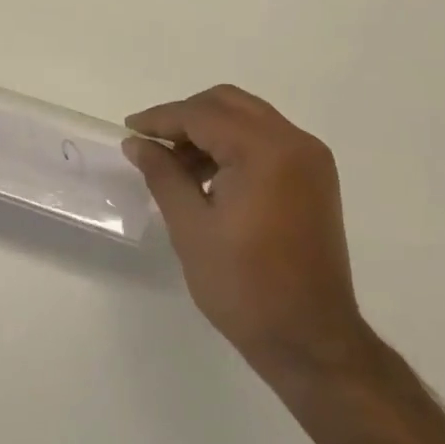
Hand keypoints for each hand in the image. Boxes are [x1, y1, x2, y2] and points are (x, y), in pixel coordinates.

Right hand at [123, 86, 371, 377]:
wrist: (310, 339)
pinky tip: (208, 177)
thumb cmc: (244, 285)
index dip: (160, 119)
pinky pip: (267, 141)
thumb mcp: (190, 227)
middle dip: (186, 117)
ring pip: (249, 119)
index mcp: (265, 151)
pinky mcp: (315, 179)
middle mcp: (295, 142)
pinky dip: (234, 146)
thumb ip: (163, 174)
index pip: (202, 115)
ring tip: (176, 165)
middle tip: (152, 143)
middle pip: (229, 104)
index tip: (129, 129)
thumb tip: (137, 143)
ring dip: (210, 130)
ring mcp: (311, 160)